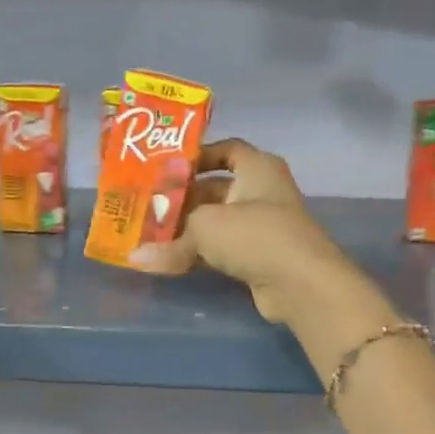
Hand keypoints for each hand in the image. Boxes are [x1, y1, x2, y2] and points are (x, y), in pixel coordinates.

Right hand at [126, 138, 358, 323]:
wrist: (300, 283)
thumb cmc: (254, 235)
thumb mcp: (205, 228)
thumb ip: (169, 241)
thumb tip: (134, 259)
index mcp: (257, 167)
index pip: (225, 150)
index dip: (196, 156)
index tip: (165, 168)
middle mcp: (261, 192)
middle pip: (214, 189)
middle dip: (180, 200)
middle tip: (145, 207)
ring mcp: (261, 227)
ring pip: (215, 222)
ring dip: (185, 230)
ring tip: (148, 235)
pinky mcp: (258, 257)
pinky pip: (220, 249)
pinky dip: (197, 254)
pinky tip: (168, 261)